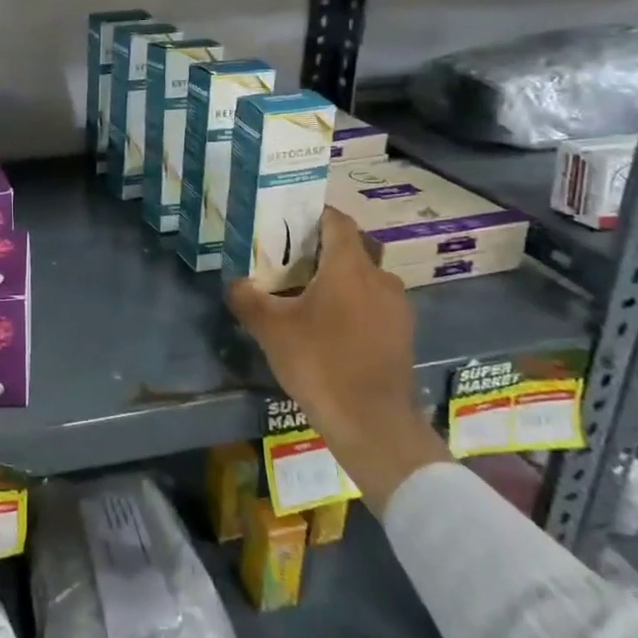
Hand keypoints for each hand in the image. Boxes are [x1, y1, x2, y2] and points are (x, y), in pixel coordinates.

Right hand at [227, 207, 449, 513]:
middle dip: (321, 250)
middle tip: (289, 260)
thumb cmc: (320, 363)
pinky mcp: (402, 335)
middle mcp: (380, 278)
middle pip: (351, 249)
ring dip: (338, 281)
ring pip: (364, 279)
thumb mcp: (271, 329)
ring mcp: (397, 308)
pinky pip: (374, 305)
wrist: (372, 423)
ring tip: (307, 297)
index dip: (313, 214)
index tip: (289, 218)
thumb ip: (248, 298)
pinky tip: (330, 329)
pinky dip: (353, 306)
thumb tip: (234, 283)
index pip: (336, 221)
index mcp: (349, 266)